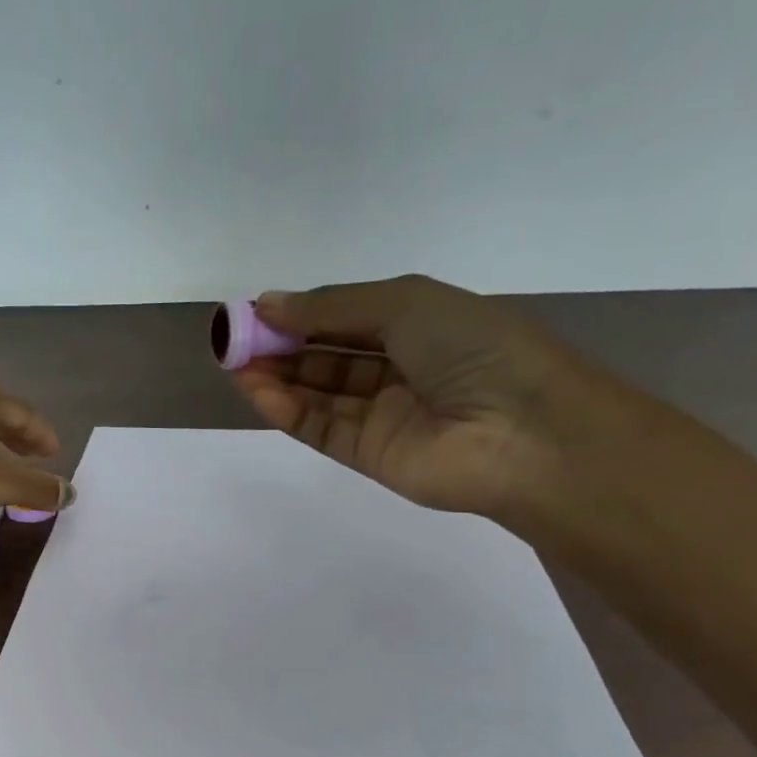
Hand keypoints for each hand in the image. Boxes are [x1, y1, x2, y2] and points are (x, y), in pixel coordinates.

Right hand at [231, 275, 619, 518]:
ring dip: (276, 376)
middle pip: (327, 356)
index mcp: (418, 324)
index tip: (255, 311)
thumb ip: (331, 308)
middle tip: (234, 339)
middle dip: (281, 345)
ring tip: (234, 362)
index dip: (301, 313)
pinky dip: (287, 409)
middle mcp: (399, 368)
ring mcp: (382, 414)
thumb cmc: (473, 348)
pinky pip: (320, 427)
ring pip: (318, 393)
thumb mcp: (404, 304)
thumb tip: (268, 303)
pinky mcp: (368, 454)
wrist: (522, 432)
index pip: (346, 317)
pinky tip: (257, 390)